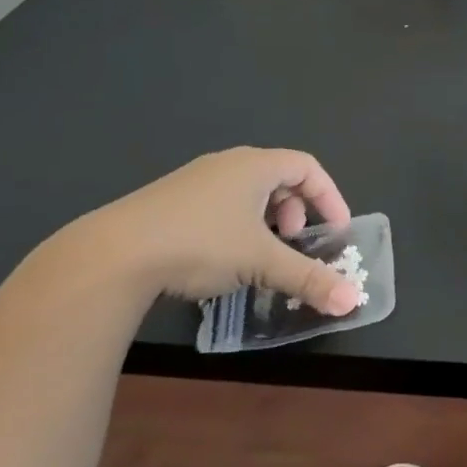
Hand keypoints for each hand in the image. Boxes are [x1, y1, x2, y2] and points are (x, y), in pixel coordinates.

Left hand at [76, 147, 360, 312]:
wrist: (112, 254)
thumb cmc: (201, 243)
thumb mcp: (261, 262)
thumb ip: (309, 279)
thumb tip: (353, 302)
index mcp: (255, 165)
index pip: (308, 167)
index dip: (330, 197)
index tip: (337, 229)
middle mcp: (227, 164)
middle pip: (278, 177)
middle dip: (296, 211)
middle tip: (293, 241)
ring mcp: (194, 181)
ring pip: (247, 192)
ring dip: (266, 220)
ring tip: (259, 253)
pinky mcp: (168, 201)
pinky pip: (219, 203)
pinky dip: (236, 225)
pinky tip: (221, 258)